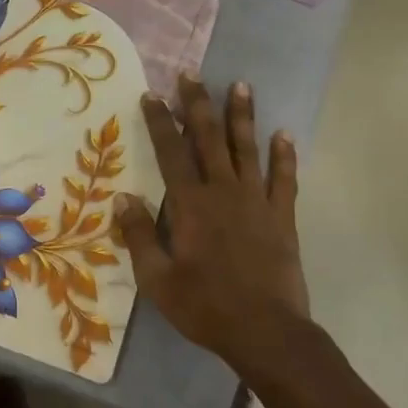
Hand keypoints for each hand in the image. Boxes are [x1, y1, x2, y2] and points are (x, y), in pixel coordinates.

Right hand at [115, 76, 306, 363]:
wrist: (265, 332)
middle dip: (198, 105)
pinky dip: (284, 156)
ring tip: (241, 85)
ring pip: (248, 149)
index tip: (153, 95)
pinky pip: (284, 179)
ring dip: (242, 116)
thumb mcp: (157, 279)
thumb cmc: (205, 306)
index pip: (171, 153)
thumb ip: (140, 236)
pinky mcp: (282, 217)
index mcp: (191, 205)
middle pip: (209, 139)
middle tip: (191, 75)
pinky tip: (284, 134)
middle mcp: (223, 192)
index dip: (160, 122)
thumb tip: (123, 198)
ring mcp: (256, 201)